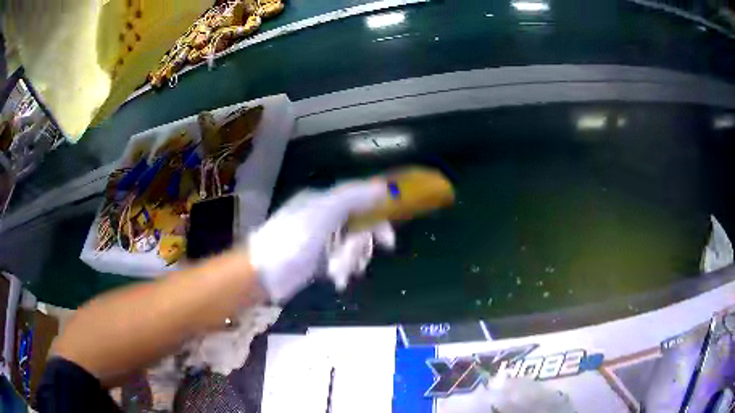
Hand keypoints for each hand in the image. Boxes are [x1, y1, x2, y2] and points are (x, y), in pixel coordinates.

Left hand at [248, 179, 393, 303]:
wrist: (264, 273)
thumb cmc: (292, 239)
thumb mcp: (323, 213)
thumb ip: (353, 197)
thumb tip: (383, 186)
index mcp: (324, 200)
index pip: (360, 200)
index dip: (377, 216)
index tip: (388, 238)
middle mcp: (325, 217)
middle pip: (359, 227)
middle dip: (360, 246)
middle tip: (359, 260)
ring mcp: (322, 240)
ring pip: (352, 247)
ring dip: (349, 261)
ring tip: (337, 271)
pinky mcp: (319, 260)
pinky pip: (342, 261)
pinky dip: (341, 270)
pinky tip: (335, 278)